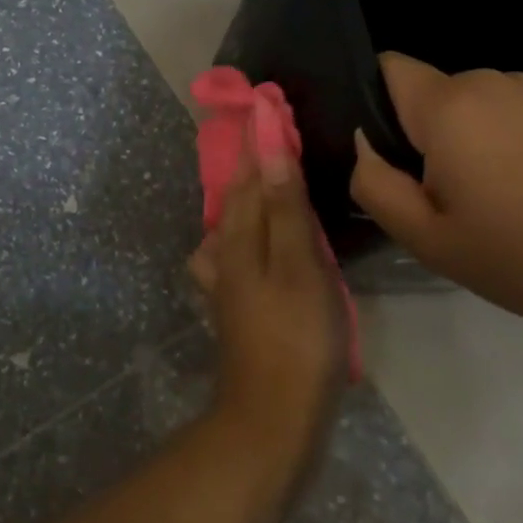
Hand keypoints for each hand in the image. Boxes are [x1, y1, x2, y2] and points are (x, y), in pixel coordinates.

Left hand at [189, 145, 345, 489]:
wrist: (272, 417)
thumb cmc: (296, 337)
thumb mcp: (298, 265)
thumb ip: (284, 208)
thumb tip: (270, 149)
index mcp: (238, 236)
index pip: (248, 174)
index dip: (258, 140)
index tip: (266, 105)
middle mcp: (224, 252)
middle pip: (237, 196)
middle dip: (253, 163)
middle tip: (272, 133)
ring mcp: (227, 282)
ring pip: (235, 224)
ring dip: (250, 196)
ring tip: (268, 180)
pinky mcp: (238, 306)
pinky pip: (239, 252)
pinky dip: (251, 233)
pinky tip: (263, 242)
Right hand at [349, 53, 522, 325]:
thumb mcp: (429, 239)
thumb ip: (375, 185)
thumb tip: (365, 147)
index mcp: (448, 104)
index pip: (386, 68)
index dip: (373, 104)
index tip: (391, 157)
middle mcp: (489, 82)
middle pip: (427, 95)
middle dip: (421, 137)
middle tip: (444, 200)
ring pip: (470, 109)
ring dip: (465, 144)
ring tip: (494, 204)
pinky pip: (510, 117)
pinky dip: (504, 147)